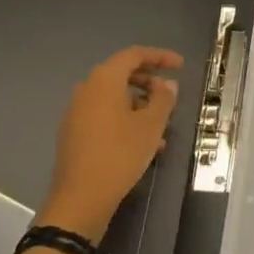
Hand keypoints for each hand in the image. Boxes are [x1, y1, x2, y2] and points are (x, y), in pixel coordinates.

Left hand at [38, 46, 183, 242]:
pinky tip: (143, 144)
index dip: (160, 57)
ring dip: (139, 105)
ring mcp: (77, 111)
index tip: (180, 66)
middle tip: (170, 96)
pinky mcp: (74, 132)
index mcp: (104, 79)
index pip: (134, 55)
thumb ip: (163, 99)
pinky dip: (125, 119)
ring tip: (161, 127)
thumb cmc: (120, 154)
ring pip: (114, 97)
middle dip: (149, 82)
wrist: (80, 198)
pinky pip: (104, 115)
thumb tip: (168, 85)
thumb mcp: (150, 126)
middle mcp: (87, 88)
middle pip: (122, 74)